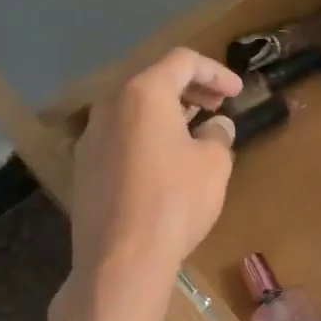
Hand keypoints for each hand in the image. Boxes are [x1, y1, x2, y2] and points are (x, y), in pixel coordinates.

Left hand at [69, 48, 241, 281]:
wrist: (121, 259)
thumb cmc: (174, 201)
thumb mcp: (213, 164)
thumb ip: (218, 135)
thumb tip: (216, 128)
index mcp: (143, 93)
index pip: (182, 61)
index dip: (215, 71)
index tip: (237, 92)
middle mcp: (110, 106)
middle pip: (153, 81)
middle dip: (190, 89)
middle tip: (218, 105)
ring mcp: (90, 137)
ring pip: (134, 110)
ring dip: (166, 113)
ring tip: (194, 131)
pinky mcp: (83, 169)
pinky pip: (120, 137)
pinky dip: (146, 137)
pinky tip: (165, 162)